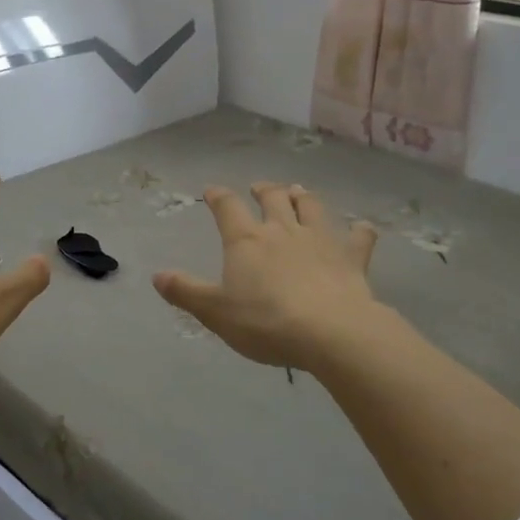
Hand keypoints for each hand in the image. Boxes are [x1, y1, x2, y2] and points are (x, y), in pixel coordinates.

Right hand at [153, 182, 382, 373]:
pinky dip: (360, 231)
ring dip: (303, 197)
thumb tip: (157, 275)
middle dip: (264, 190)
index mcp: (246, 240)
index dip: (218, 197)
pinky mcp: (351, 257)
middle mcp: (282, 230)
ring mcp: (320, 240)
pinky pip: (359, 237)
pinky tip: (362, 228)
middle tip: (260, 187)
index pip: (227, 208)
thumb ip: (186, 292)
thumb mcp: (215, 312)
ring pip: (311, 207)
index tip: (212, 191)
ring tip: (298, 191)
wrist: (331, 332)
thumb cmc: (266, 321)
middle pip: (273, 198)